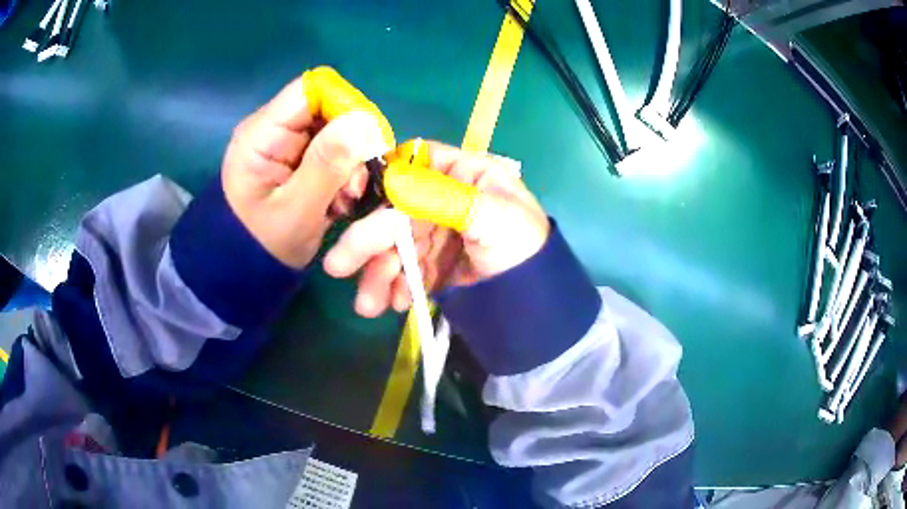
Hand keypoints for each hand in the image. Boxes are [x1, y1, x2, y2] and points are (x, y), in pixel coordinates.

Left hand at [221, 77, 388, 268]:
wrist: (250, 268)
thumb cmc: (264, 245)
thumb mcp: (296, 210)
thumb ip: (326, 165)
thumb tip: (365, 122)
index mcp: (262, 133)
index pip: (312, 89)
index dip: (345, 106)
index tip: (366, 143)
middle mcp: (275, 127)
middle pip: (330, 108)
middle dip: (352, 144)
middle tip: (354, 186)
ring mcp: (288, 141)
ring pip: (339, 131)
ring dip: (352, 164)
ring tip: (345, 200)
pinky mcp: (300, 156)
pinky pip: (336, 150)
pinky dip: (346, 173)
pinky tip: (340, 200)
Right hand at [323, 141, 549, 316]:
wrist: (539, 308)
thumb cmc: (524, 250)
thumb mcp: (491, 217)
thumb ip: (441, 196)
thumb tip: (390, 178)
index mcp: (467, 174)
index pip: (416, 163)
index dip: (383, 177)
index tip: (351, 200)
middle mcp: (449, 199)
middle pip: (398, 210)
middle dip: (369, 241)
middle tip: (338, 267)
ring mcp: (441, 234)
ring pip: (398, 245)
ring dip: (379, 273)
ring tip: (368, 305)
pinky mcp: (438, 265)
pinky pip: (408, 271)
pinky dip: (396, 287)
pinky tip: (392, 304)